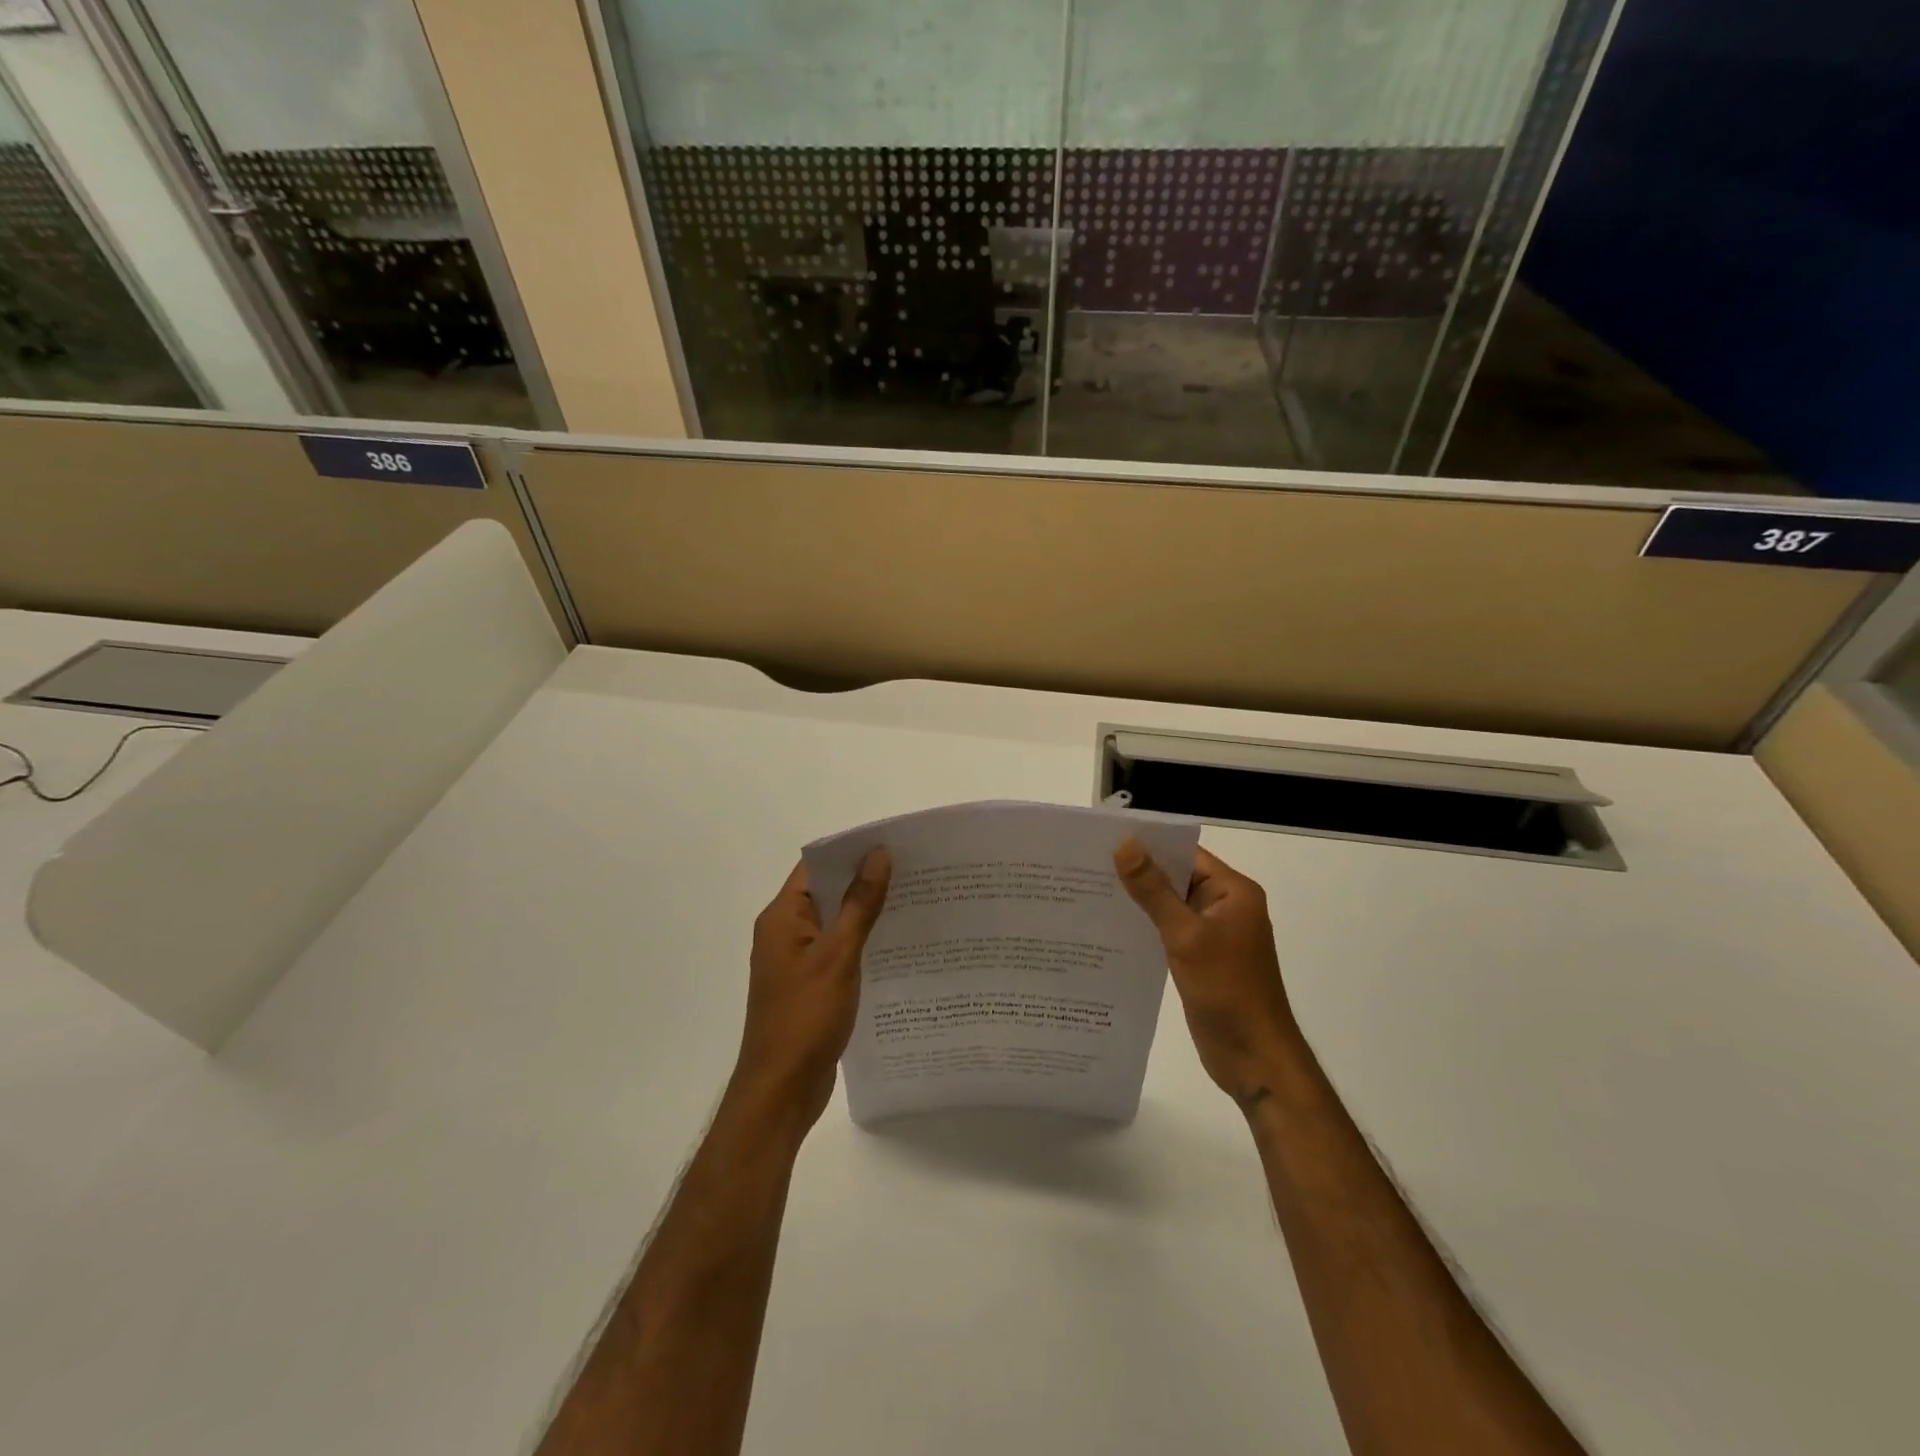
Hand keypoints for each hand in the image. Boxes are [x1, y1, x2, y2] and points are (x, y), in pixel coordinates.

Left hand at [733, 849, 891, 1134]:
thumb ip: (859, 904)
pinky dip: (862, 943)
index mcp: (782, 917)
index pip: (816, 866)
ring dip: (866, 913)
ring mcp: (796, 961)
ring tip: (914, 901)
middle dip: (865, 880)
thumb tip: (878, 855)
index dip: (851, 852)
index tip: (893, 844)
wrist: (780, 1092)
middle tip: (914, 871)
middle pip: (827, 892)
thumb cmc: (805, 1017)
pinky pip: (838, 951)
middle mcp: (785, 932)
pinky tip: (896, 946)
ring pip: (835, 923)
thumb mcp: (838, 955)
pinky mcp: (810, 986)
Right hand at [1115, 839, 1300, 1111]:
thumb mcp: (1186, 936)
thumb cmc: (1227, 991)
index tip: (1104, 839)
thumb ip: (1154, 891)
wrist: (1255, 1060)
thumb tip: (1125, 844)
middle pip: (1176, 877)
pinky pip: (1169, 931)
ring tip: (1089, 891)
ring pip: (1170, 905)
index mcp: (1233, 892)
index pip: (1185, 853)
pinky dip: (1145, 926)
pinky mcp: (1201, 958)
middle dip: (1137, 871)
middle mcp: (1225, 906)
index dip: (1148, 844)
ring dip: (1138, 900)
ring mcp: (1214, 934)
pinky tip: (1110, 927)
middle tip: (1086, 864)